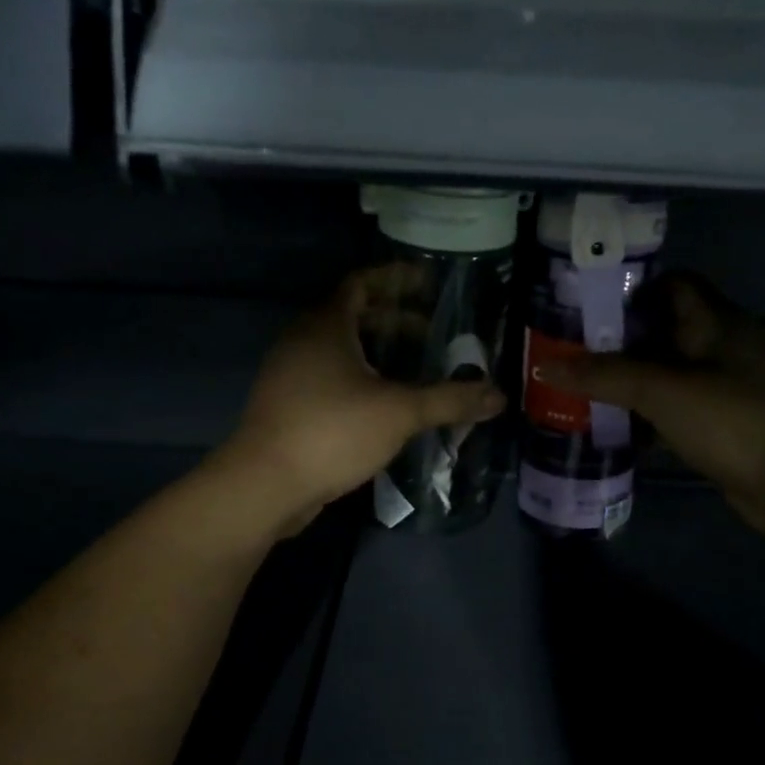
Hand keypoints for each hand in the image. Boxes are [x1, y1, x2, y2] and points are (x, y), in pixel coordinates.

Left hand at [225, 268, 505, 534]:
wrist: (266, 484)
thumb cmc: (332, 432)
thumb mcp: (399, 413)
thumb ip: (449, 401)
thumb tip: (498, 396)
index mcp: (326, 325)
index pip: (362, 284)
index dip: (397, 280)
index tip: (429, 284)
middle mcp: (303, 341)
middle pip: (353, 317)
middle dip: (395, 323)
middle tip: (433, 337)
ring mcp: (290, 375)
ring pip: (341, 352)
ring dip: (378, 356)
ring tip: (415, 372)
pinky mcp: (288, 407)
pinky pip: (331, 380)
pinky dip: (361, 382)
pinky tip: (386, 407)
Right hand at [536, 276, 764, 537]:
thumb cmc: (729, 420)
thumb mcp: (661, 391)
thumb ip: (604, 376)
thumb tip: (544, 365)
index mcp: (719, 322)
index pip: (674, 284)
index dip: (632, 290)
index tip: (589, 308)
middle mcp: (727, 346)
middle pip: (668, 329)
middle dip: (624, 339)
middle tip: (577, 352)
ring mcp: (729, 386)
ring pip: (672, 371)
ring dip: (635, 379)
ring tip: (588, 388)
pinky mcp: (726, 421)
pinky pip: (680, 406)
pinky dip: (652, 412)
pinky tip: (621, 426)